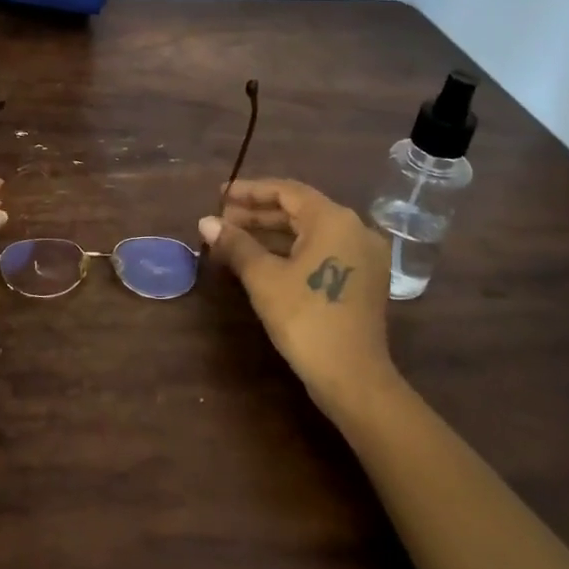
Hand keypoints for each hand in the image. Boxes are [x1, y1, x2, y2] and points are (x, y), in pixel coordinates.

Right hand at [199, 178, 400, 409]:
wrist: (353, 376)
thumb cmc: (305, 318)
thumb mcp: (263, 278)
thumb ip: (235, 244)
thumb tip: (205, 221)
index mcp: (333, 220)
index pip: (286, 191)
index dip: (249, 191)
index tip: (219, 196)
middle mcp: (355, 229)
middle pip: (300, 210)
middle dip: (258, 214)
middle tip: (222, 220)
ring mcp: (363, 256)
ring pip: (311, 233)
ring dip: (272, 234)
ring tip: (234, 240)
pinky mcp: (363, 279)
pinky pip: (322, 251)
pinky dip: (292, 251)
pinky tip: (263, 260)